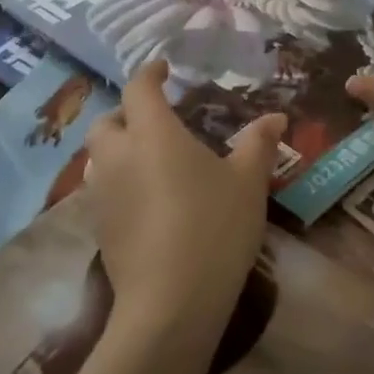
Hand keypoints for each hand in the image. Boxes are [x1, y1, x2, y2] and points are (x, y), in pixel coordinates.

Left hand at [83, 59, 282, 340]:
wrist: (170, 304)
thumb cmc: (213, 227)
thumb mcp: (248, 183)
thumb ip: (258, 144)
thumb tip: (276, 117)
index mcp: (152, 133)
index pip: (139, 88)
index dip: (150, 74)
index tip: (164, 69)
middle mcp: (118, 156)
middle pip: (106, 122)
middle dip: (125, 113)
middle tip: (154, 119)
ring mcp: (102, 195)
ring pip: (97, 158)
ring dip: (116, 148)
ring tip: (146, 158)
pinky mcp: (98, 229)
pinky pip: (101, 190)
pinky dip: (117, 182)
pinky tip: (144, 199)